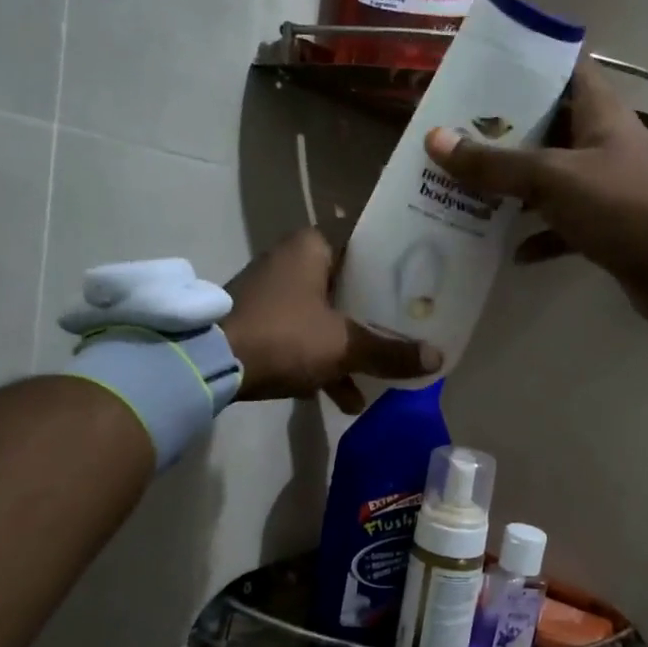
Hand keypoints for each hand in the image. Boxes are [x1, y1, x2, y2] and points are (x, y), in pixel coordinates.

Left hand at [222, 228, 441, 411]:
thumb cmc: (284, 336)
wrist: (208, 364)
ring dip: (346, 351)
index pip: (365, 250)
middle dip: (372, 321)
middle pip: (347, 288)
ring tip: (373, 384)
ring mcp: (270, 292)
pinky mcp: (256, 320)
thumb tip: (438, 358)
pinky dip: (319, 361)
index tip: (417, 295)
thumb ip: (390, 352)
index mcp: (312, 247)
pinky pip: (299, 336)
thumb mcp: (344, 346)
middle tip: (402, 337)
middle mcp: (290, 260)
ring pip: (323, 318)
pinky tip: (340, 398)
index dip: (393, 273)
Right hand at [423, 61, 647, 327]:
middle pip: (546, 125)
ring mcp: (602, 186)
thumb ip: (495, 163)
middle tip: (454, 133)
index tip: (480, 69)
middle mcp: (600, 143)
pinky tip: (508, 250)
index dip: (525, 62)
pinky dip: (536, 235)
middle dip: (502, 131)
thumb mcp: (552, 178)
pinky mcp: (603, 227)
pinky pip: (560, 225)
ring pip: (548, 178)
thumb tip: (435, 140)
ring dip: (512, 186)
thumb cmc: (620, 207)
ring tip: (464, 187)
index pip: (562, 68)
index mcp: (598, 112)